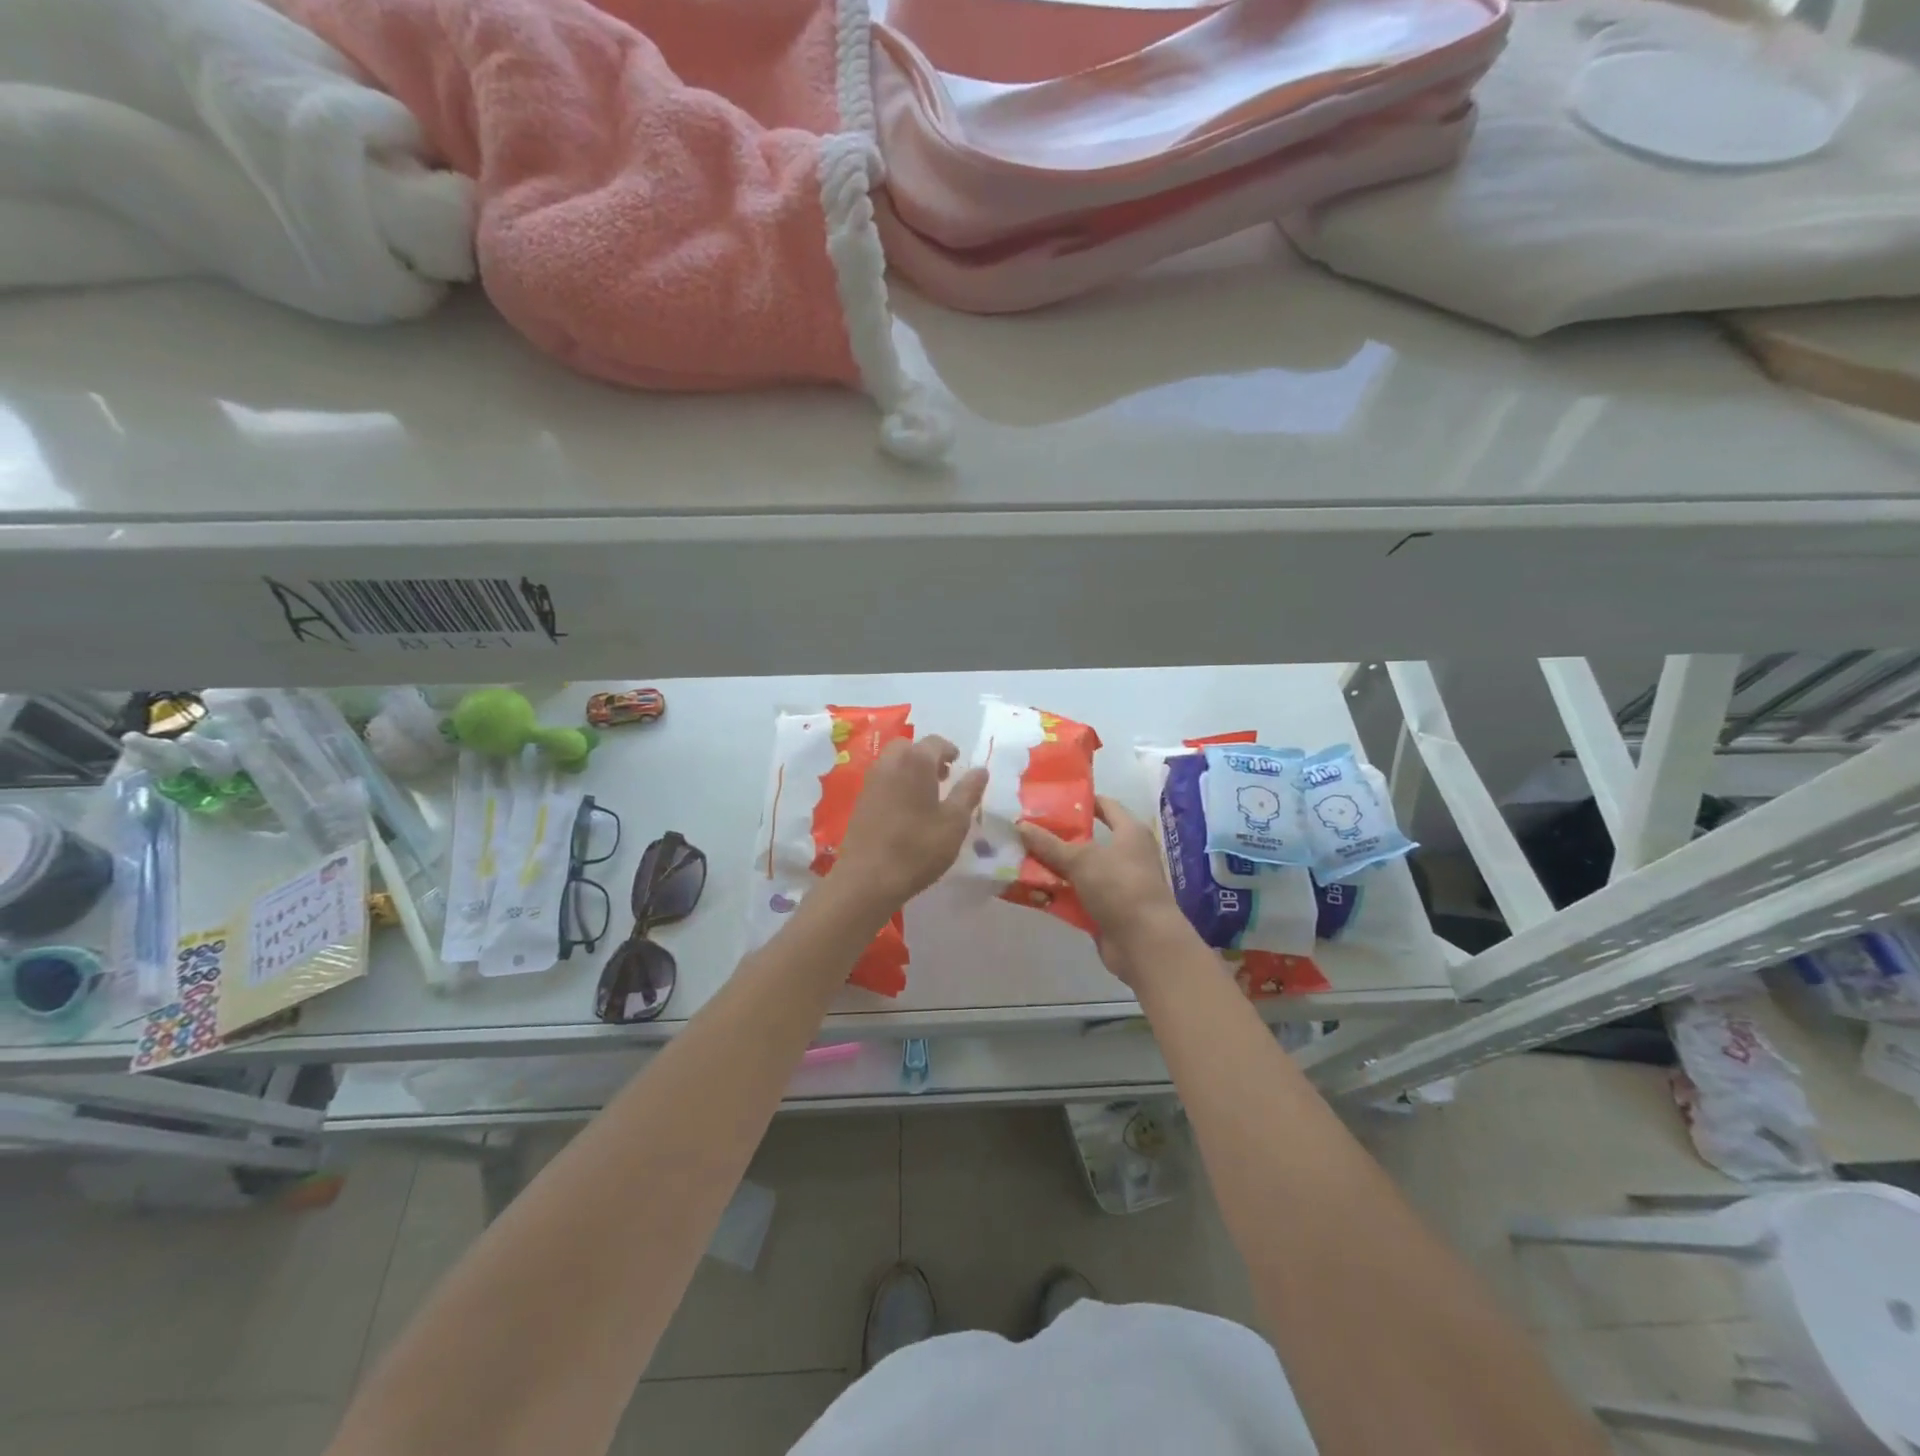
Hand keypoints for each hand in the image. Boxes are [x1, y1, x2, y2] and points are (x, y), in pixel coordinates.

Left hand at [834, 736, 988, 910]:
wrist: (868, 878)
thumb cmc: (918, 847)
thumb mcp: (955, 821)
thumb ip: (968, 791)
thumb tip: (980, 770)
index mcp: (915, 761)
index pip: (935, 742)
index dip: (950, 750)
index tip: (959, 764)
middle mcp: (890, 763)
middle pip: (910, 748)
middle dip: (928, 757)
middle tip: (944, 777)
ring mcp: (871, 781)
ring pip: (894, 762)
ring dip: (911, 769)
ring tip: (927, 794)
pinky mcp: (860, 800)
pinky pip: (883, 780)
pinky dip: (897, 783)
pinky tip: (907, 809)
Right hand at [1018, 797, 1195, 988]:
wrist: (1144, 942)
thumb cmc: (1119, 887)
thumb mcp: (1081, 859)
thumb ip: (1049, 843)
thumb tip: (1020, 825)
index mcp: (1129, 832)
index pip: (1105, 805)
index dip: (1080, 801)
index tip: (1050, 800)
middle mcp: (1126, 854)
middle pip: (1087, 840)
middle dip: (1058, 838)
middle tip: (1026, 831)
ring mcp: (1117, 884)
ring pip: (1080, 871)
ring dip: (1054, 869)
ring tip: (1021, 860)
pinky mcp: (1108, 910)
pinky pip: (1079, 896)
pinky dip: (1060, 895)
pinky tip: (1034, 892)